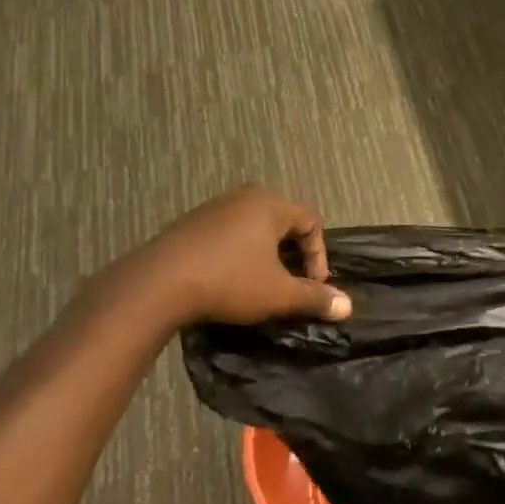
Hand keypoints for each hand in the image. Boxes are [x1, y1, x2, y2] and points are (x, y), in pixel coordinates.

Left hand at [84, 186, 351, 338]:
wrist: (156, 285)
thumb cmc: (228, 282)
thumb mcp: (278, 294)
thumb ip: (314, 297)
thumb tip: (347, 306)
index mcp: (270, 204)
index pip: (311, 223)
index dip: (319, 257)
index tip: (312, 287)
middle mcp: (243, 197)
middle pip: (282, 223)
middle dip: (292, 255)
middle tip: (290, 284)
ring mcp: (212, 208)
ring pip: (253, 230)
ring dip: (264, 256)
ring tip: (261, 285)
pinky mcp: (188, 225)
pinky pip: (227, 235)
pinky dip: (238, 255)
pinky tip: (228, 281)